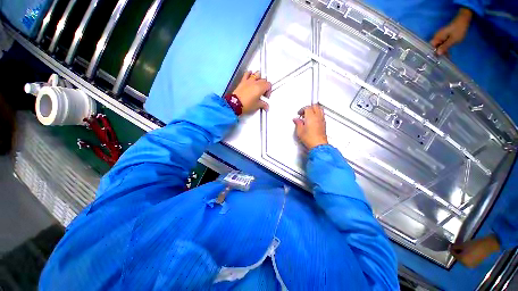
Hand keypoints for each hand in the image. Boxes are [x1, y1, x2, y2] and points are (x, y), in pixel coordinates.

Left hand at [232, 71, 271, 114]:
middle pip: (264, 80)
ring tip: (258, 84)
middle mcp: (255, 82)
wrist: (235, 104)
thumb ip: (263, 105)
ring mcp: (249, 81)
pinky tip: (251, 75)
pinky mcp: (243, 81)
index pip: (269, 85)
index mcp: (260, 88)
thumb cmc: (246, 105)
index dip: (268, 91)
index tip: (265, 97)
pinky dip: (250, 73)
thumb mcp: (257, 106)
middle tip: (262, 93)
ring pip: (257, 74)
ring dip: (259, 78)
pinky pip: (247, 73)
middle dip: (265, 86)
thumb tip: (266, 106)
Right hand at [293, 104, 328, 149]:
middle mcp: (318, 117)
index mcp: (311, 117)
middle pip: (315, 106)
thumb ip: (298, 123)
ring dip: (314, 110)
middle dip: (309, 107)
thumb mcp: (300, 131)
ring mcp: (322, 120)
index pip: (307, 108)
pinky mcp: (324, 124)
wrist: (318, 145)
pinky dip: (317, 114)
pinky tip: (313, 120)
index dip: (302, 109)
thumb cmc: (310, 139)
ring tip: (309, 115)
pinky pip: (321, 115)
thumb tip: (296, 120)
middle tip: (304, 112)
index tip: (299, 113)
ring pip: (319, 109)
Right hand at [430, 8, 471, 55]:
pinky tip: (447, 51)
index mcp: (437, 37)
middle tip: (443, 59)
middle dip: (437, 53)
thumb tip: (437, 53)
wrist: (463, 19)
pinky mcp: (444, 35)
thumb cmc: (459, 29)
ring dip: (441, 51)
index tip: (437, 59)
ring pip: (438, 45)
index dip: (433, 53)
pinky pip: (441, 43)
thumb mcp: (453, 39)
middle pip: (434, 47)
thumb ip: (445, 46)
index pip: (431, 47)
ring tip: (446, 56)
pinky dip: (444, 47)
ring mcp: (440, 35)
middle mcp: (436, 36)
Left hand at [450, 235, 499, 267]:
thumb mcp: (463, 245)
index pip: (453, 254)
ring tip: (463, 248)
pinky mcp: (476, 264)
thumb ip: (455, 247)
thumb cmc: (474, 245)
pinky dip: (467, 256)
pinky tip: (468, 251)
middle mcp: (465, 264)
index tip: (451, 244)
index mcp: (462, 260)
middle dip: (457, 252)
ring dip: (462, 254)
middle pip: (458, 257)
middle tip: (457, 246)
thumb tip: (451, 247)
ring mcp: (471, 265)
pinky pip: (468, 260)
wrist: (487, 246)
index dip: (452, 249)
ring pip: (463, 259)